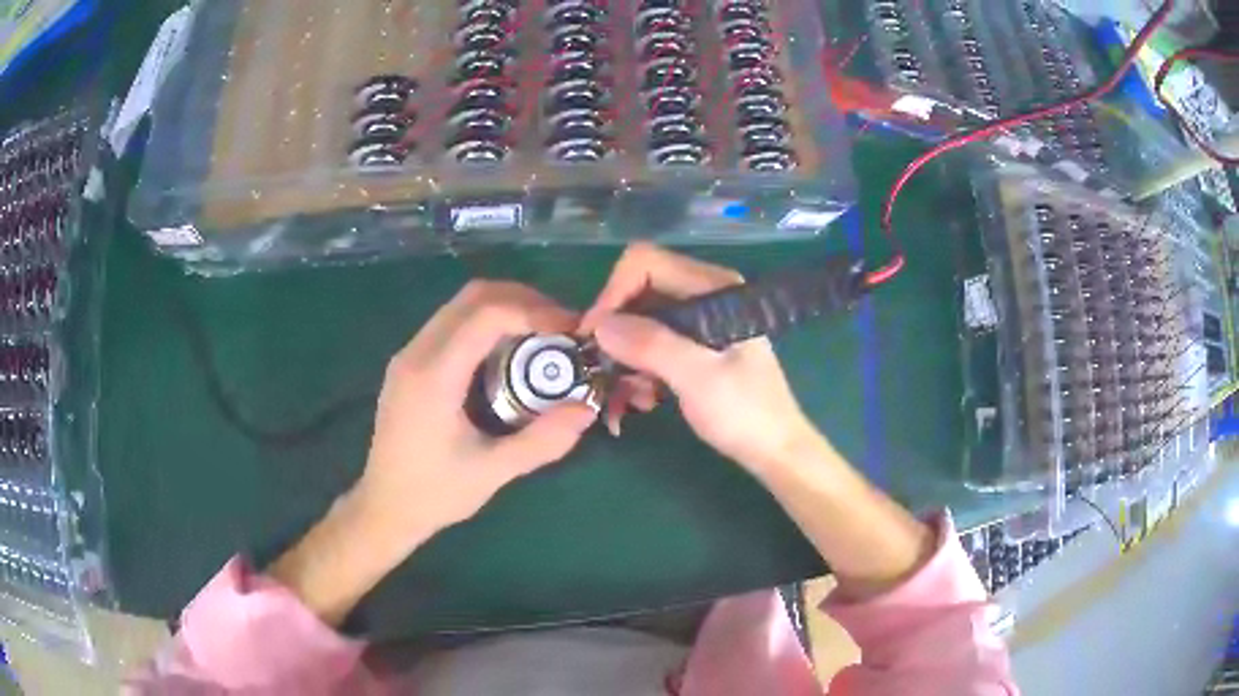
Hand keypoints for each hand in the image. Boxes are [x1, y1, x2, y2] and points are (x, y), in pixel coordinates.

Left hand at [270, 281, 595, 624]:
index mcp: (433, 376)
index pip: (486, 315)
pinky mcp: (409, 363)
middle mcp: (416, 352)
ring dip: (506, 307)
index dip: (534, 311)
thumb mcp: (492, 472)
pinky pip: (452, 322)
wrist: (384, 508)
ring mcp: (409, 354)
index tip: (571, 329)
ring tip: (543, 334)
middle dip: (524, 300)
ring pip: (461, 304)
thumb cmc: (435, 493)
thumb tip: (587, 409)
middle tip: (562, 327)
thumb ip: (542, 441)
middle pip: (473, 296)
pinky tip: (509, 351)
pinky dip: (487, 322)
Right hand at [583, 246, 933, 597]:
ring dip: (625, 360)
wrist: (774, 451)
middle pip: (638, 294)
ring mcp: (698, 322)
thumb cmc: (746, 413)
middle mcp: (703, 295)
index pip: (646, 264)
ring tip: (628, 400)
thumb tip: (600, 325)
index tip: (595, 337)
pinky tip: (642, 402)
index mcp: (713, 288)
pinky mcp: (693, 348)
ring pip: (640, 324)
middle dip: (617, 334)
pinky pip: (651, 348)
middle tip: (602, 373)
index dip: (614, 294)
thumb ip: (651, 345)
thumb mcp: (698, 378)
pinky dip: (638, 372)